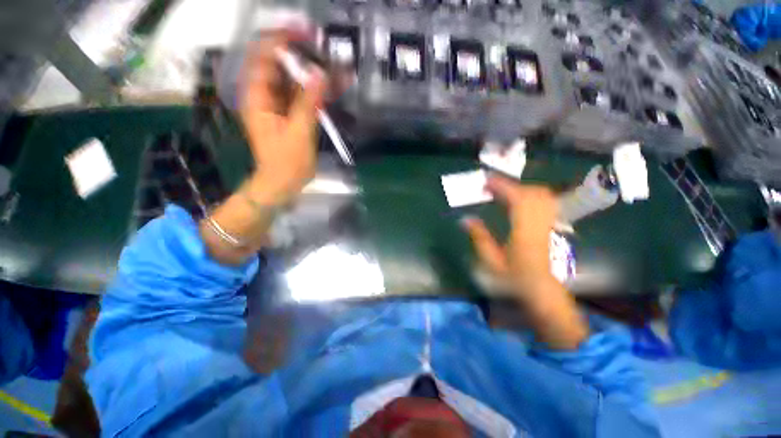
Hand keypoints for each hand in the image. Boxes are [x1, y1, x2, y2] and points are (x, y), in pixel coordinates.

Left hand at [239, 34, 326, 204]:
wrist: (283, 182)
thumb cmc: (286, 161)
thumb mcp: (298, 131)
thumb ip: (308, 102)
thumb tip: (320, 74)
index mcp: (258, 96)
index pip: (263, 56)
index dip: (281, 40)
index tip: (305, 34)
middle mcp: (265, 95)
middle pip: (281, 65)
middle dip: (302, 56)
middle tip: (326, 51)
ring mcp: (279, 105)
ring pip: (294, 81)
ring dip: (313, 74)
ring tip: (336, 68)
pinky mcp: (291, 115)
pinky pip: (303, 96)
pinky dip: (317, 91)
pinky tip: (333, 87)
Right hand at [464, 176, 588, 348]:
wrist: (541, 289)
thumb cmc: (514, 277)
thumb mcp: (491, 261)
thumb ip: (479, 237)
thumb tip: (464, 219)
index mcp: (523, 231)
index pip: (517, 200)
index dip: (502, 186)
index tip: (486, 181)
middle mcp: (538, 223)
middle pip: (531, 192)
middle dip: (509, 185)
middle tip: (490, 187)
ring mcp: (547, 223)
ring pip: (540, 195)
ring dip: (520, 188)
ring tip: (502, 192)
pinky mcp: (549, 225)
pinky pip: (544, 201)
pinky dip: (530, 194)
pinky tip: (518, 200)